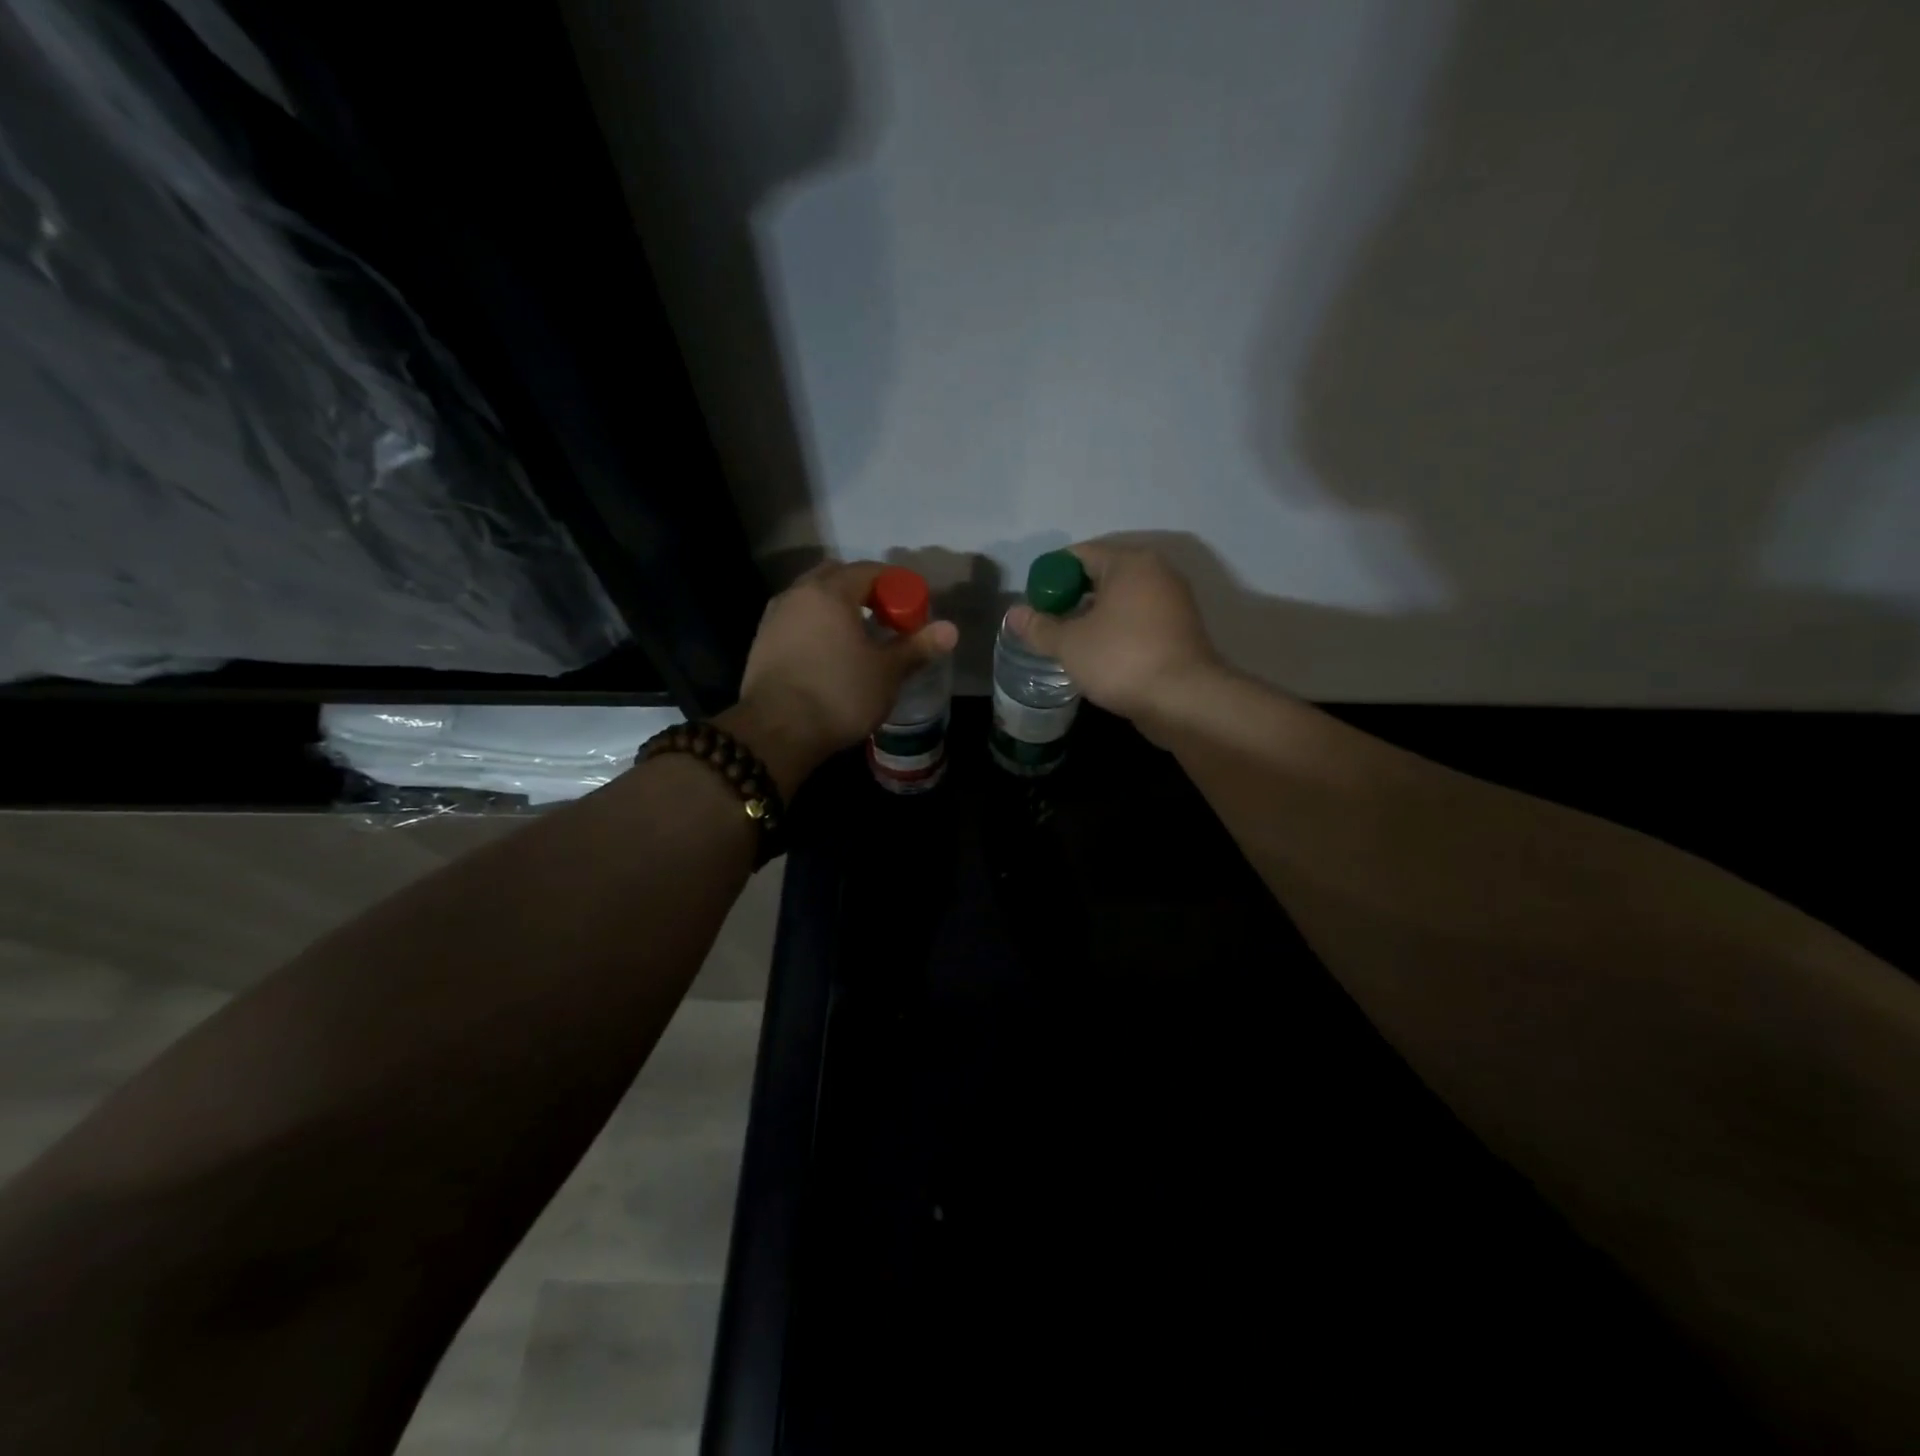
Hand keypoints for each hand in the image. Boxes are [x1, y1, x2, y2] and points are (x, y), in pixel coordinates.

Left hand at [720, 560, 957, 796]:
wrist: (776, 731)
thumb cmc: (839, 695)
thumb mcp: (886, 673)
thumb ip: (917, 647)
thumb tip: (951, 630)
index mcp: (830, 592)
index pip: (870, 571)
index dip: (896, 585)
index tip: (912, 609)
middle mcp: (798, 594)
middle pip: (836, 577)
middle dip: (863, 591)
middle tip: (885, 618)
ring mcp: (774, 617)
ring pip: (812, 599)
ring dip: (836, 608)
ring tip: (857, 637)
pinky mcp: (762, 642)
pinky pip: (797, 621)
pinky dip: (816, 627)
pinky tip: (828, 655)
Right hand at [1007, 542, 1219, 725]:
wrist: (1184, 700)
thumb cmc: (1122, 659)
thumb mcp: (1070, 644)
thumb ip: (1038, 627)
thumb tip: (1013, 614)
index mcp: (1130, 563)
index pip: (1079, 555)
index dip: (1050, 577)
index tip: (1033, 604)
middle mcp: (1157, 573)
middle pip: (1101, 576)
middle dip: (1071, 598)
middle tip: (1047, 625)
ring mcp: (1173, 602)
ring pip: (1121, 601)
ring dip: (1093, 617)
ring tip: (1069, 643)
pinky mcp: (1180, 630)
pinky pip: (1138, 620)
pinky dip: (1116, 631)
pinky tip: (1099, 655)